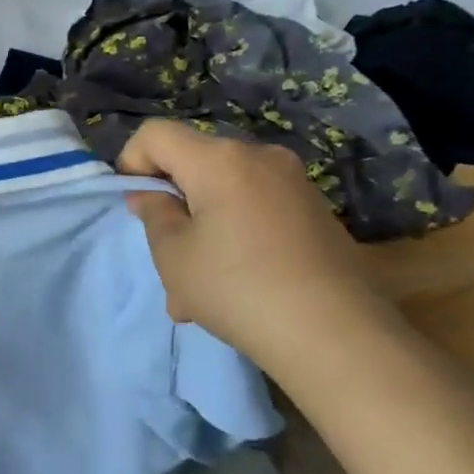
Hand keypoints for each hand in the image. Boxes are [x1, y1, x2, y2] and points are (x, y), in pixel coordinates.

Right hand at [117, 120, 392, 368]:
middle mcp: (259, 157)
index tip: (135, 207)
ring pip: (223, 193)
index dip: (131, 162)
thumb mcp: (173, 255)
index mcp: (219, 159)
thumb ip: (153, 213)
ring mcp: (293, 184)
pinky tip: (236, 288)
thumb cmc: (239, 289)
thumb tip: (151, 195)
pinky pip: (255, 210)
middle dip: (171, 202)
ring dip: (201, 228)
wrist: (342, 340)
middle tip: (164, 256)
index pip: (155, 134)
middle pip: (193, 162)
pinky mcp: (316, 213)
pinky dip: (234, 236)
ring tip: (196, 290)